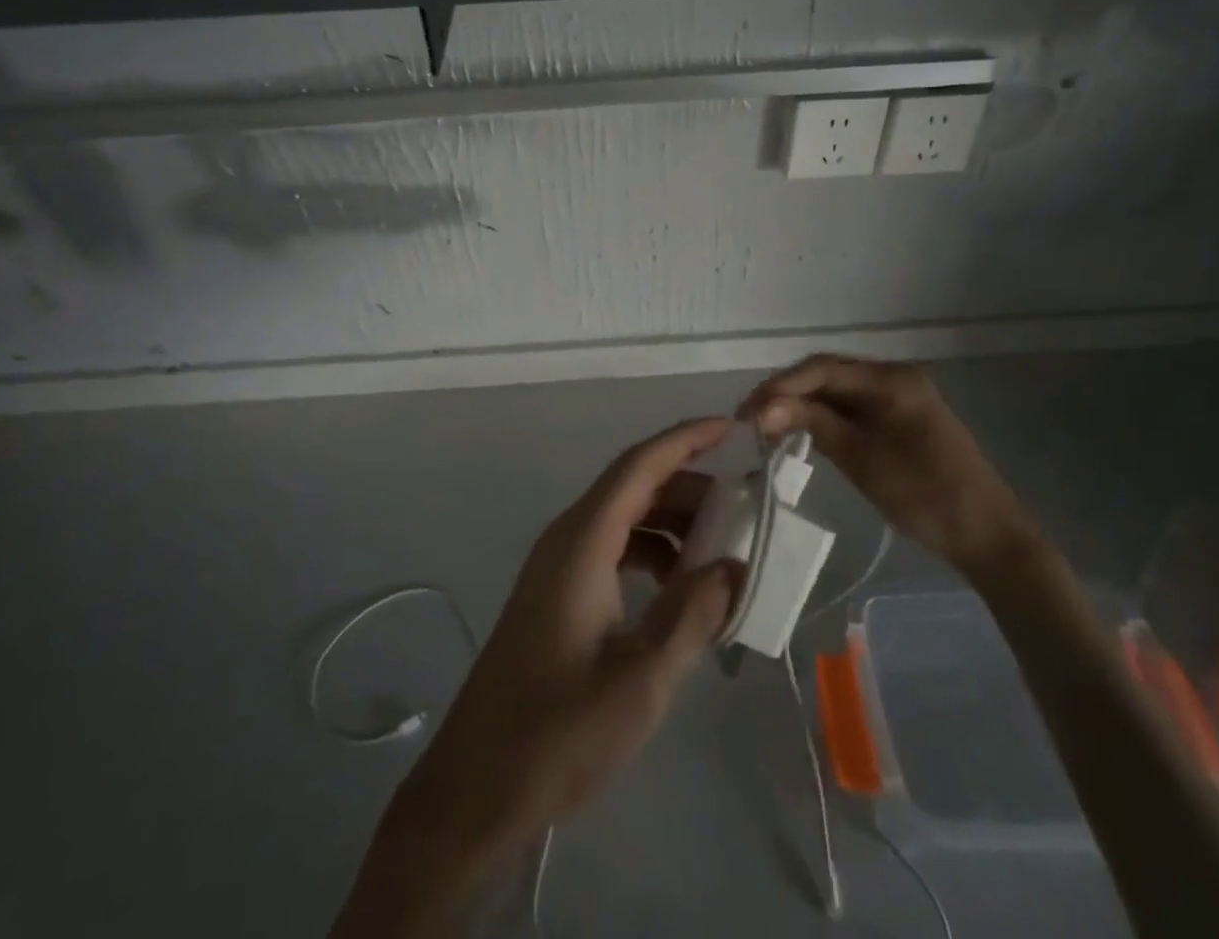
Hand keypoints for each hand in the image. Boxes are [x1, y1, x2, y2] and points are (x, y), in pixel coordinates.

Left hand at [333, 418, 739, 935]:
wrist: (474, 788)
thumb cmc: (557, 734)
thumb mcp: (641, 679)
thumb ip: (693, 615)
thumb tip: (735, 566)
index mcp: (582, 542)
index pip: (639, 466)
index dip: (685, 440)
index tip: (732, 429)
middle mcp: (567, 539)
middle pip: (634, 487)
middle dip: (690, 487)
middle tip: (744, 507)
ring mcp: (558, 567)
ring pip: (625, 518)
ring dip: (672, 524)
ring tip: (723, 551)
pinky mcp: (558, 595)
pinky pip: (613, 550)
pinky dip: (652, 554)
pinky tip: (681, 589)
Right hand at [739, 354, 1029, 577]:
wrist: (988, 535)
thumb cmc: (925, 495)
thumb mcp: (862, 459)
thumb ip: (813, 424)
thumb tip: (761, 410)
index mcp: (891, 378)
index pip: (822, 368)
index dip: (780, 386)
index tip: (747, 412)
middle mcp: (894, 375)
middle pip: (828, 373)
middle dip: (787, 392)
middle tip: (751, 419)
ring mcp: (900, 394)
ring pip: (838, 389)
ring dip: (803, 403)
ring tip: (767, 424)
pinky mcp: (901, 415)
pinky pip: (853, 405)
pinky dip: (825, 415)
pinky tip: (803, 429)